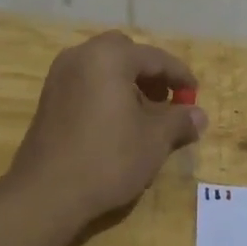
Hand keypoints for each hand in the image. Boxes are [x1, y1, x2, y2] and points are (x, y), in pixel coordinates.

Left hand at [7, 31, 208, 225]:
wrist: (47, 192)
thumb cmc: (108, 158)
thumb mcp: (154, 141)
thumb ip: (179, 121)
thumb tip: (199, 115)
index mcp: (109, 57)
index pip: (155, 57)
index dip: (180, 76)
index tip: (195, 95)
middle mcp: (80, 56)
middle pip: (124, 53)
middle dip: (149, 73)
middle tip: (166, 99)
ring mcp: (59, 77)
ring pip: (102, 67)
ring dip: (127, 83)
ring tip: (144, 115)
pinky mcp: (48, 99)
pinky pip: (85, 83)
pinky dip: (105, 93)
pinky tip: (117, 124)